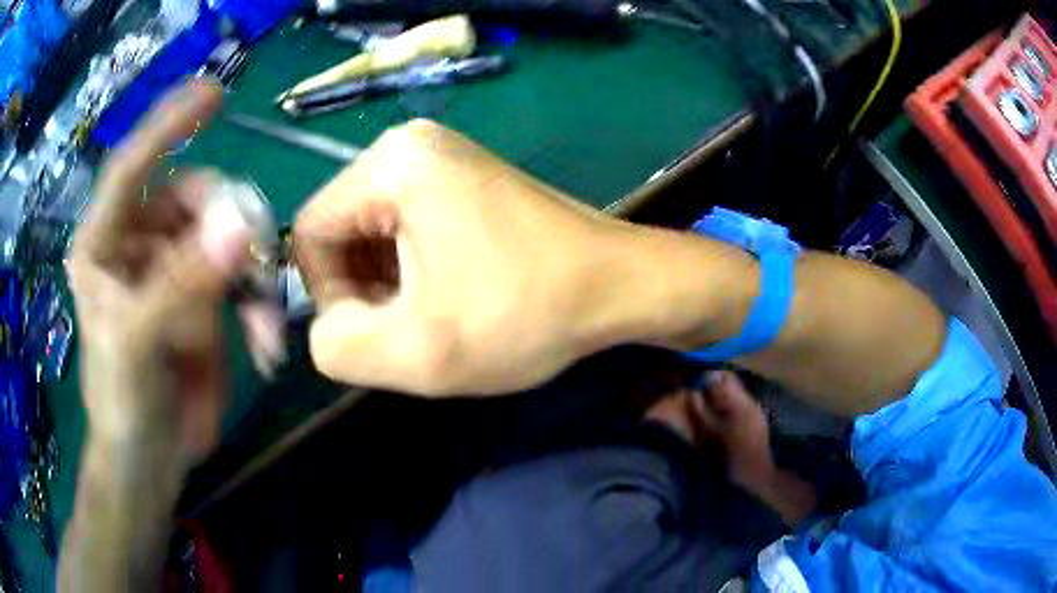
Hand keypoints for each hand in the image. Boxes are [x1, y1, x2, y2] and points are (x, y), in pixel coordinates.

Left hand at [68, 79, 249, 470]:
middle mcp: (140, 245)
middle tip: (254, 252)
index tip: (213, 94)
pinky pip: (243, 277)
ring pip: (225, 235)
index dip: (167, 126)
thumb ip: (181, 283)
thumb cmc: (123, 401)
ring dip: (251, 268)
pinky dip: (260, 302)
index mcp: (105, 245)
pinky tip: (264, 339)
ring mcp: (176, 269)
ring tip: (262, 317)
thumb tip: (240, 227)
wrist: (152, 458)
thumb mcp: (138, 341)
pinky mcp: (205, 298)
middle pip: (194, 198)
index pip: (131, 167)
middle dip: (227, 220)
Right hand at [295, 120, 632, 395]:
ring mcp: (440, 158)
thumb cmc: (527, 313)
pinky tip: (450, 296)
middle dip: (362, 290)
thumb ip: (338, 346)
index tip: (378, 331)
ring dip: (388, 285)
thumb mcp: (420, 351)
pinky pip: (405, 227)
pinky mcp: (462, 178)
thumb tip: (326, 326)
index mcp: (393, 164)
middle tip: (410, 330)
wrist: (619, 286)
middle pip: (341, 230)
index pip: (310, 232)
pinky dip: (412, 270)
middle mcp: (410, 145)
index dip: (327, 295)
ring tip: (434, 316)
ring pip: (372, 233)